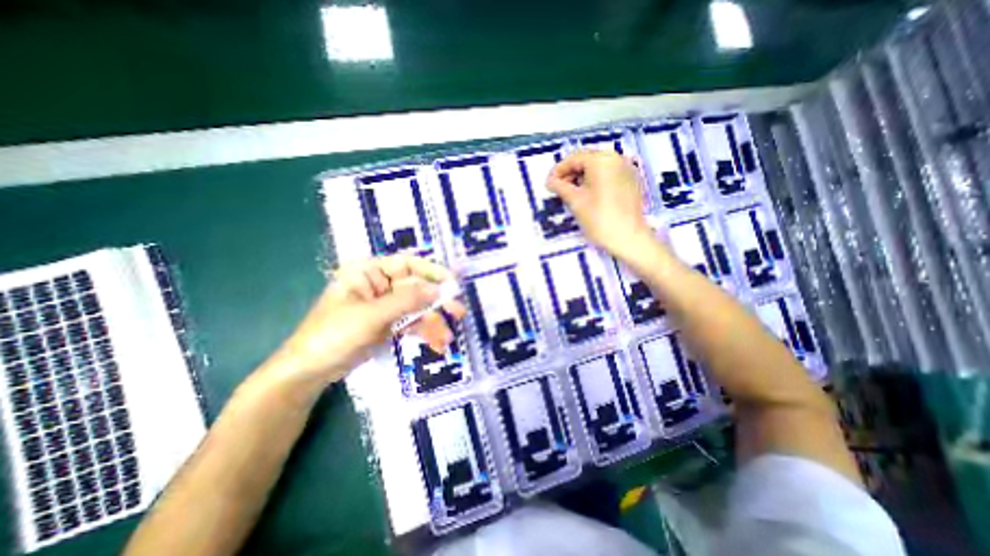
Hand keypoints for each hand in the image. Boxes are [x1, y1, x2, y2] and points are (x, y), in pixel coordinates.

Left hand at [269, 255, 466, 384]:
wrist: (310, 372)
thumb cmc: (333, 335)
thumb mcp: (371, 316)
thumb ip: (406, 301)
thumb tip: (438, 289)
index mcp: (369, 272)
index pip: (406, 264)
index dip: (432, 271)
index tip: (453, 283)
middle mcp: (380, 285)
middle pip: (416, 287)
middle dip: (437, 301)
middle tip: (458, 311)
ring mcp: (385, 306)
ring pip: (417, 307)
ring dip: (434, 321)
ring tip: (447, 338)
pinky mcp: (388, 324)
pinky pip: (412, 323)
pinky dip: (425, 332)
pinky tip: (437, 343)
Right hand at [549, 149, 656, 260]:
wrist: (629, 239)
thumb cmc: (599, 219)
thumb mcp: (575, 202)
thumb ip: (560, 187)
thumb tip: (550, 181)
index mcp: (602, 160)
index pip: (574, 158)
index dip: (558, 170)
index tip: (548, 184)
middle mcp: (616, 158)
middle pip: (587, 160)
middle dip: (570, 173)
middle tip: (558, 189)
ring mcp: (626, 169)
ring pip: (598, 168)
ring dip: (582, 178)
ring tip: (571, 194)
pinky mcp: (631, 181)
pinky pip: (608, 175)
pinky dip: (595, 181)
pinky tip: (588, 195)